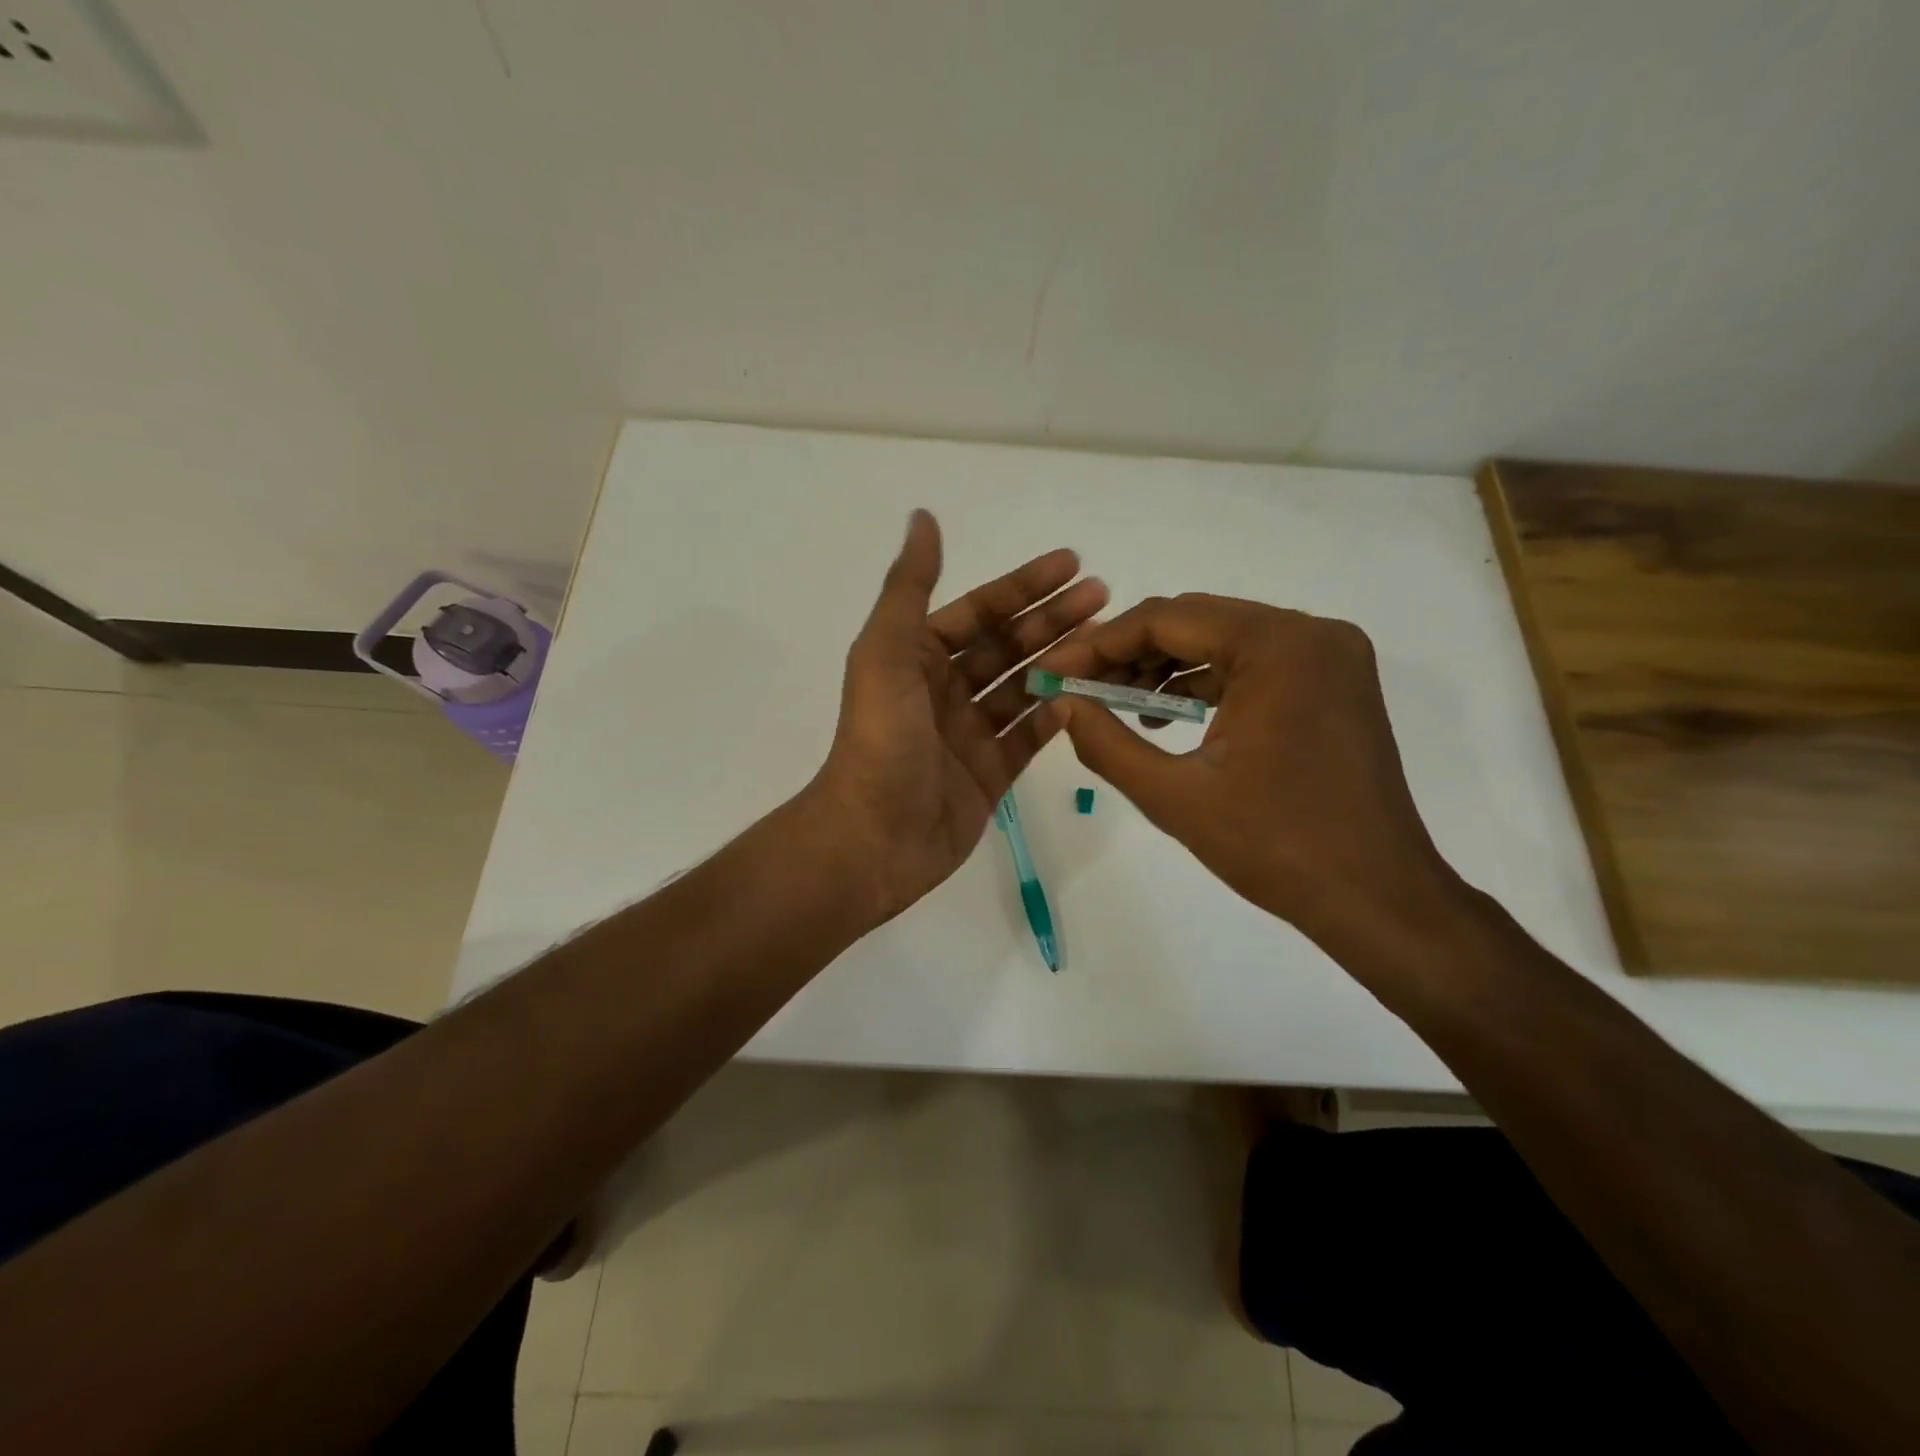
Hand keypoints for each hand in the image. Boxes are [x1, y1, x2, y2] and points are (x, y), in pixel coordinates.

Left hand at [810, 511, 1106, 923]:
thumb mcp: (887, 652)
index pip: (979, 611)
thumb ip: (909, 586)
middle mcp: (943, 690)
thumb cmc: (881, 739)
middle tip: (1103, 596)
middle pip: (1007, 646)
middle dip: (1052, 618)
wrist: (874, 837)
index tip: (1072, 563)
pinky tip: (1088, 696)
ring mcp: (968, 734)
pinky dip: (1055, 716)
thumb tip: (923, 517)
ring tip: (1106, 642)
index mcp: (916, 657)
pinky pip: (1028, 738)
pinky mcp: (989, 774)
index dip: (1023, 585)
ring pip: (1023, 688)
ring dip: (1061, 662)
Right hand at [1035, 594, 1465, 948]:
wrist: (1377, 898)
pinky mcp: (1334, 683)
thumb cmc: (1275, 847)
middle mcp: (1311, 633)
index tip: (1053, 670)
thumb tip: (1060, 702)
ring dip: (1165, 668)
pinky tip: (1166, 717)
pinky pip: (1254, 664)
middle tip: (1077, 686)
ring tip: (1112, 703)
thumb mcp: (1174, 796)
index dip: (1099, 644)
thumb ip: (1105, 743)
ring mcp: (1330, 656)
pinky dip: (1206, 683)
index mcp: (1278, 645)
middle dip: (1129, 653)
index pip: (1166, 619)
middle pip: (1196, 621)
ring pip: (1223, 640)